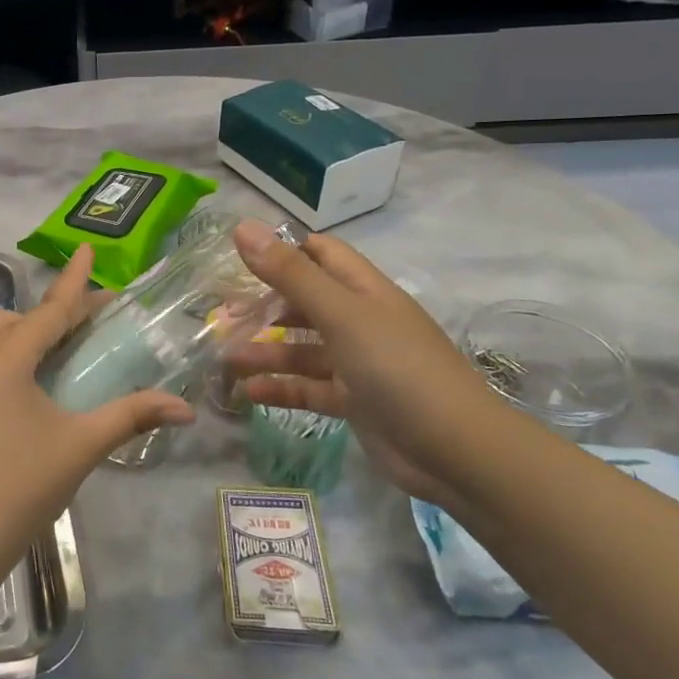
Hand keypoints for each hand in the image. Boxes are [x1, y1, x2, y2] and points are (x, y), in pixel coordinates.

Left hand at [0, 245, 195, 591]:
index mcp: (7, 361)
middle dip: (52, 311)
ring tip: (65, 349)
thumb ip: (132, 416)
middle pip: (16, 318)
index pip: (49, 310)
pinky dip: (14, 354)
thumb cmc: (22, 483)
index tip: (87, 247)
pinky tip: (38, 382)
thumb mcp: (82, 445)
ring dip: (28, 332)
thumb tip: (185, 408)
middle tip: (90, 320)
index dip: (74, 280)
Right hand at [228, 220, 503, 506]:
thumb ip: (290, 273)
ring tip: (226, 359)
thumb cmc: (396, 367)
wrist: (454, 450)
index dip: (284, 250)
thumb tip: (242, 227)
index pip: (321, 254)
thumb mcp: (340, 314)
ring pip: (303, 349)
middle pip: (306, 302)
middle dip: (265, 306)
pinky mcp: (355, 402)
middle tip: (223, 315)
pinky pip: (309, 388)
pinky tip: (249, 392)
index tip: (240, 257)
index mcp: (364, 291)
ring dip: (266, 352)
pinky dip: (281, 388)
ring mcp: (359, 363)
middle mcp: (362, 321)